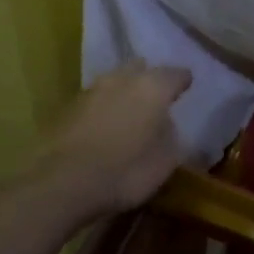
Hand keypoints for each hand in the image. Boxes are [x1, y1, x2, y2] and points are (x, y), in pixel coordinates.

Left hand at [41, 62, 191, 215]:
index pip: (175, 74)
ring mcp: (90, 92)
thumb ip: (170, 134)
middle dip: (149, 79)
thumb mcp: (167, 159)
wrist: (65, 183)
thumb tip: (164, 123)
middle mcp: (120, 80)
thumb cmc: (127, 171)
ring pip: (113, 83)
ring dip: (123, 93)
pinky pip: (94, 102)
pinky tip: (107, 125)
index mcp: (152, 88)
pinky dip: (104, 109)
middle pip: (139, 69)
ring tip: (131, 110)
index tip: (188, 85)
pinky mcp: (66, 109)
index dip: (183, 80)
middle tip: (157, 95)